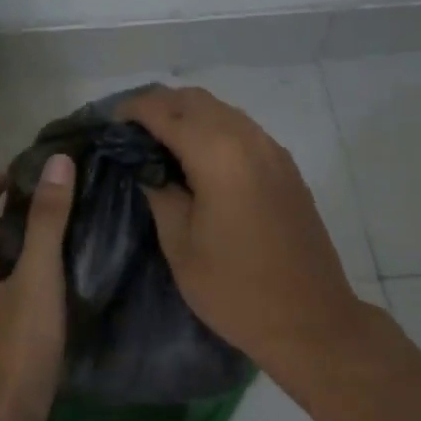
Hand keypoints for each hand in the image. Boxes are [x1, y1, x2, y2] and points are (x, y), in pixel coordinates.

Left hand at [0, 154, 76, 420]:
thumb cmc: (15, 347)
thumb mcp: (37, 278)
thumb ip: (48, 221)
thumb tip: (56, 163)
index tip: (16, 177)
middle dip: (4, 222)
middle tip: (44, 210)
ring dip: (12, 255)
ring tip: (52, 247)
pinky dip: (18, 287)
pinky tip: (48, 297)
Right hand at [122, 86, 374, 378]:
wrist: (310, 320)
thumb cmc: (235, 289)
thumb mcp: (181, 245)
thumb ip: (161, 193)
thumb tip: (147, 166)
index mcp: (219, 155)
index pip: (166, 111)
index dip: (134, 110)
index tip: (111, 124)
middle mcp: (249, 140)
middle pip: (197, 100)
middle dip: (160, 106)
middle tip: (132, 133)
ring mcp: (274, 152)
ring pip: (223, 111)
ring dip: (189, 116)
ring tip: (161, 145)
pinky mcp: (287, 169)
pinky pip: (244, 131)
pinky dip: (215, 130)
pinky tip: (199, 161)